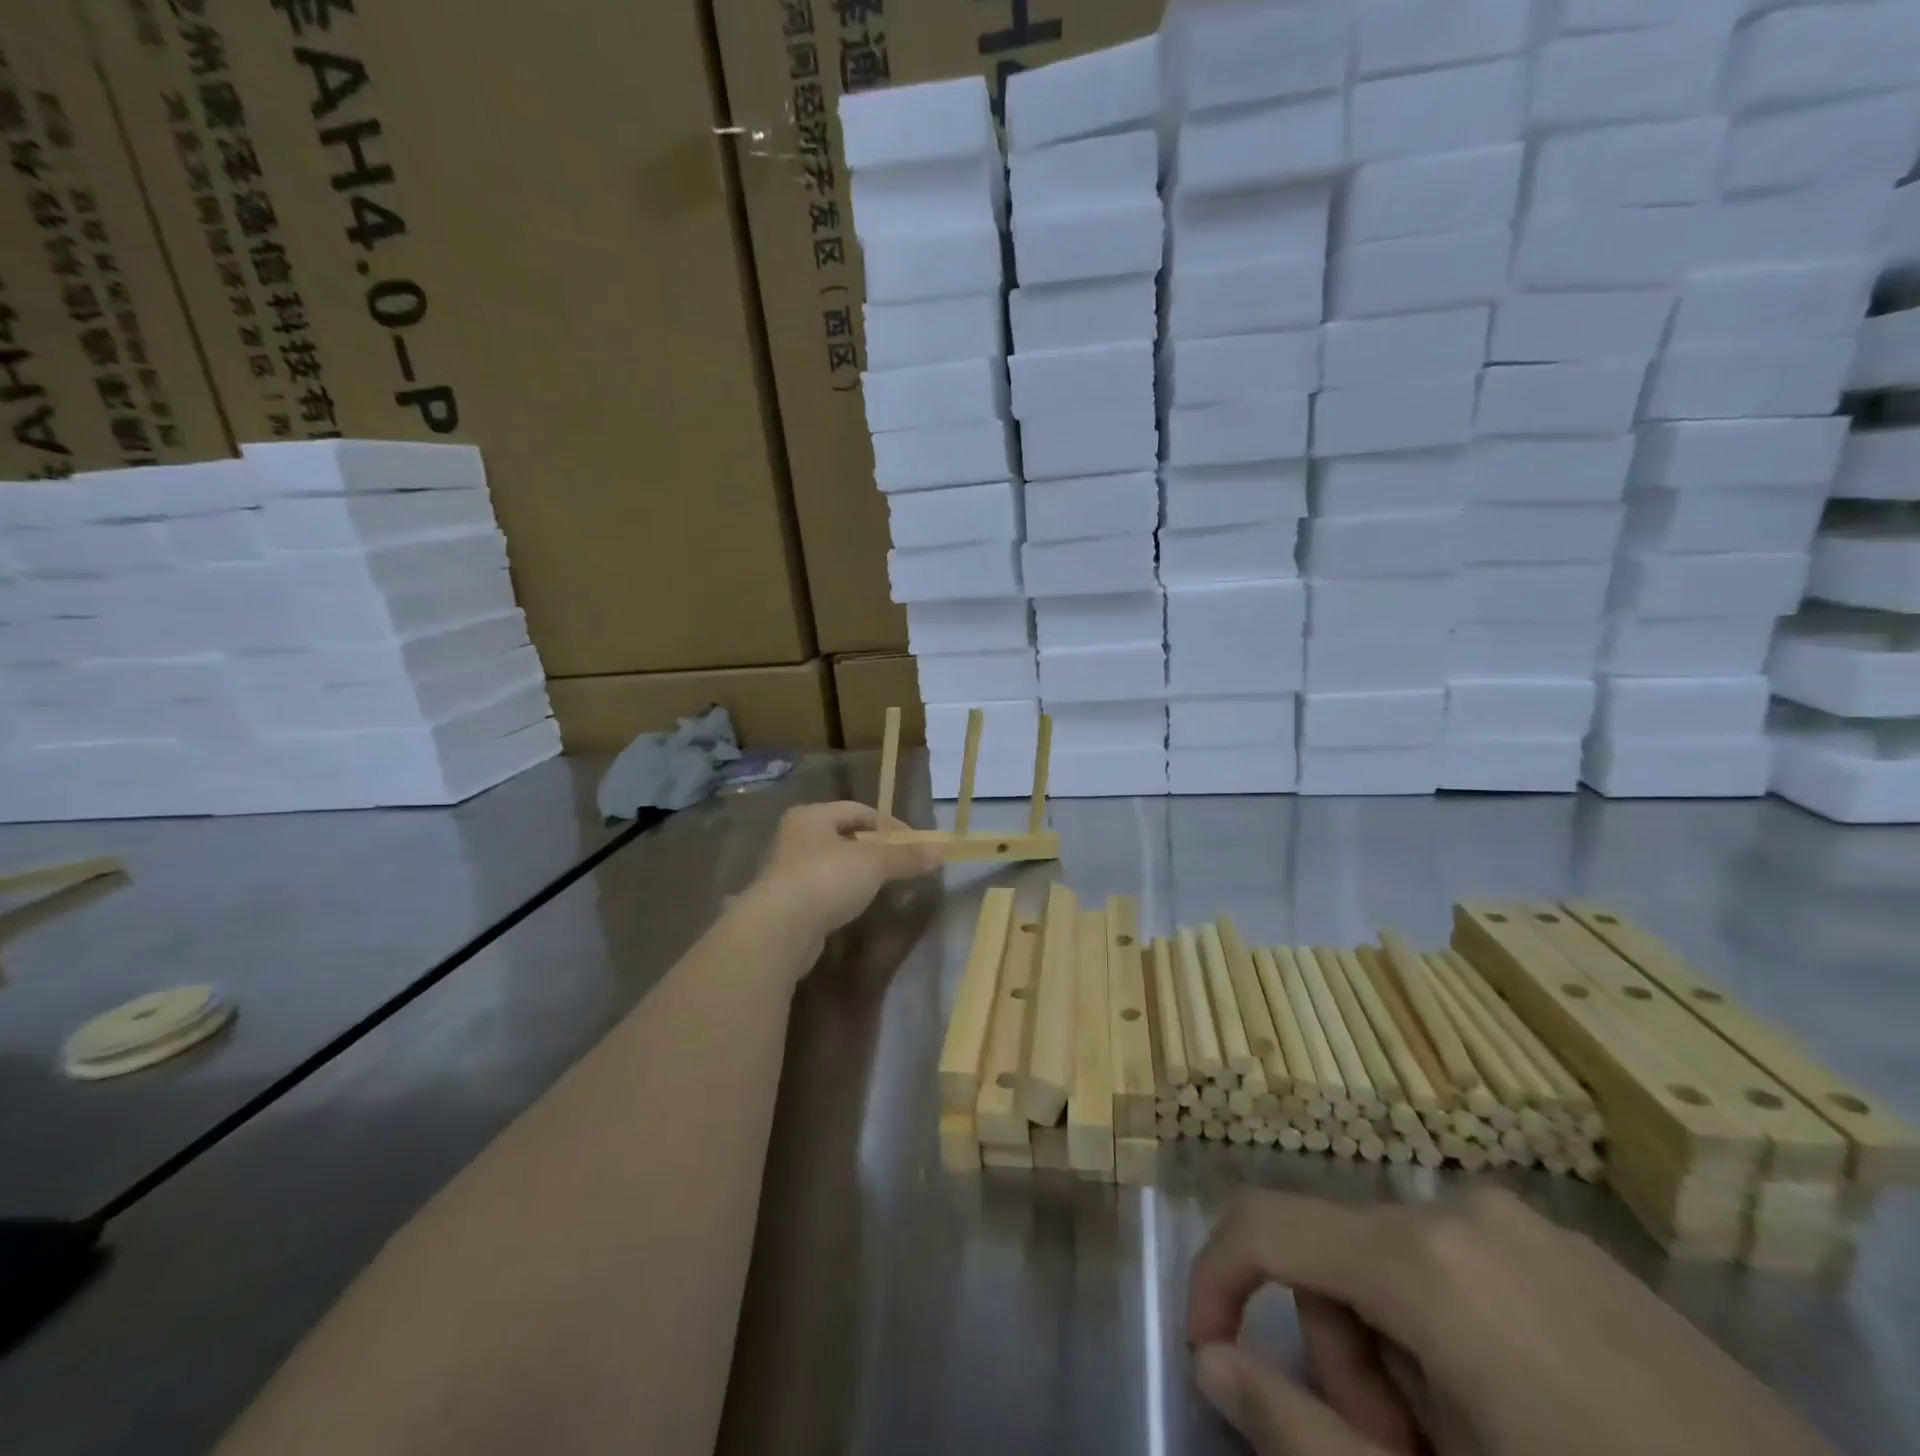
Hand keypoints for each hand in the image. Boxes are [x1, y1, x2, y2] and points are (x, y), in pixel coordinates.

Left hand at [747, 802, 941, 950]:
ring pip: (831, 863)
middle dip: (873, 848)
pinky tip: (855, 906)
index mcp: (811, 816)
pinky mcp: (785, 903)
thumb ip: (906, 857)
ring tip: (882, 885)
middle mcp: (794, 837)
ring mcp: (786, 871)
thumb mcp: (874, 863)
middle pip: (843, 835)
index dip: (889, 824)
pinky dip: (841, 893)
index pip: (858, 810)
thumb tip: (941, 851)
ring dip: (856, 871)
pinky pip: (822, 889)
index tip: (914, 844)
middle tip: (900, 863)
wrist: (779, 929)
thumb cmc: (826, 879)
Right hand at [1187, 1188, 1835, 1455]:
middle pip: (1338, 1258)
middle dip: (1344, 1362)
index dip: (1214, 1279)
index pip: (1263, 1223)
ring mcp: (1531, 1227)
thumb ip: (1303, 1433)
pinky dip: (1455, 1339)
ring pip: (1399, 1265)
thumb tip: (1211, 1361)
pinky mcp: (1581, 1255)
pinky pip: (1466, 1269)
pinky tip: (1528, 1426)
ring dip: (1401, 1357)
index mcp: (1422, 1258)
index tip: (1210, 1356)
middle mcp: (1464, 1212)